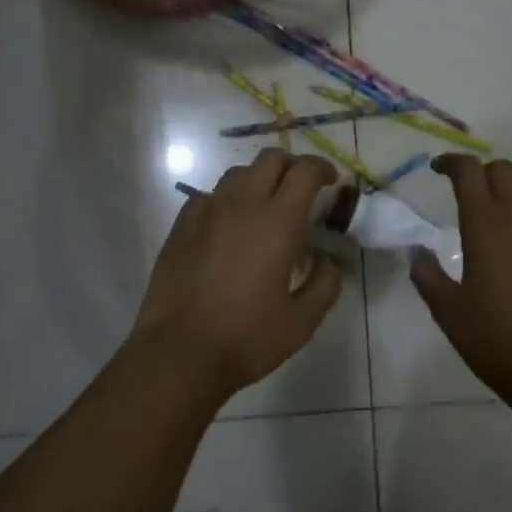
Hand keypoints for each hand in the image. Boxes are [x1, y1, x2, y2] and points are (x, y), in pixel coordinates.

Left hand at [130, 149, 341, 401]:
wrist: (179, 353)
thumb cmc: (246, 337)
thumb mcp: (302, 321)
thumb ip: (325, 283)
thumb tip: (329, 260)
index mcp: (277, 222)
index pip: (305, 172)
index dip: (323, 169)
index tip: (332, 182)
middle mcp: (241, 205)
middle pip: (270, 159)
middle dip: (293, 165)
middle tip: (302, 190)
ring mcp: (206, 211)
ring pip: (238, 173)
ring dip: (259, 180)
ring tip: (266, 206)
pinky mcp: (181, 225)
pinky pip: (209, 196)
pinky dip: (227, 200)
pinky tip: (229, 226)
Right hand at [411, 156, 511, 402]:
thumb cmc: (494, 339)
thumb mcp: (447, 311)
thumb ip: (427, 275)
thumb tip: (418, 252)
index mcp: (485, 226)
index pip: (469, 172)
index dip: (451, 163)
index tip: (436, 170)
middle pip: (504, 170)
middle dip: (481, 172)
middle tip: (463, 192)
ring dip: (508, 189)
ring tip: (492, 213)